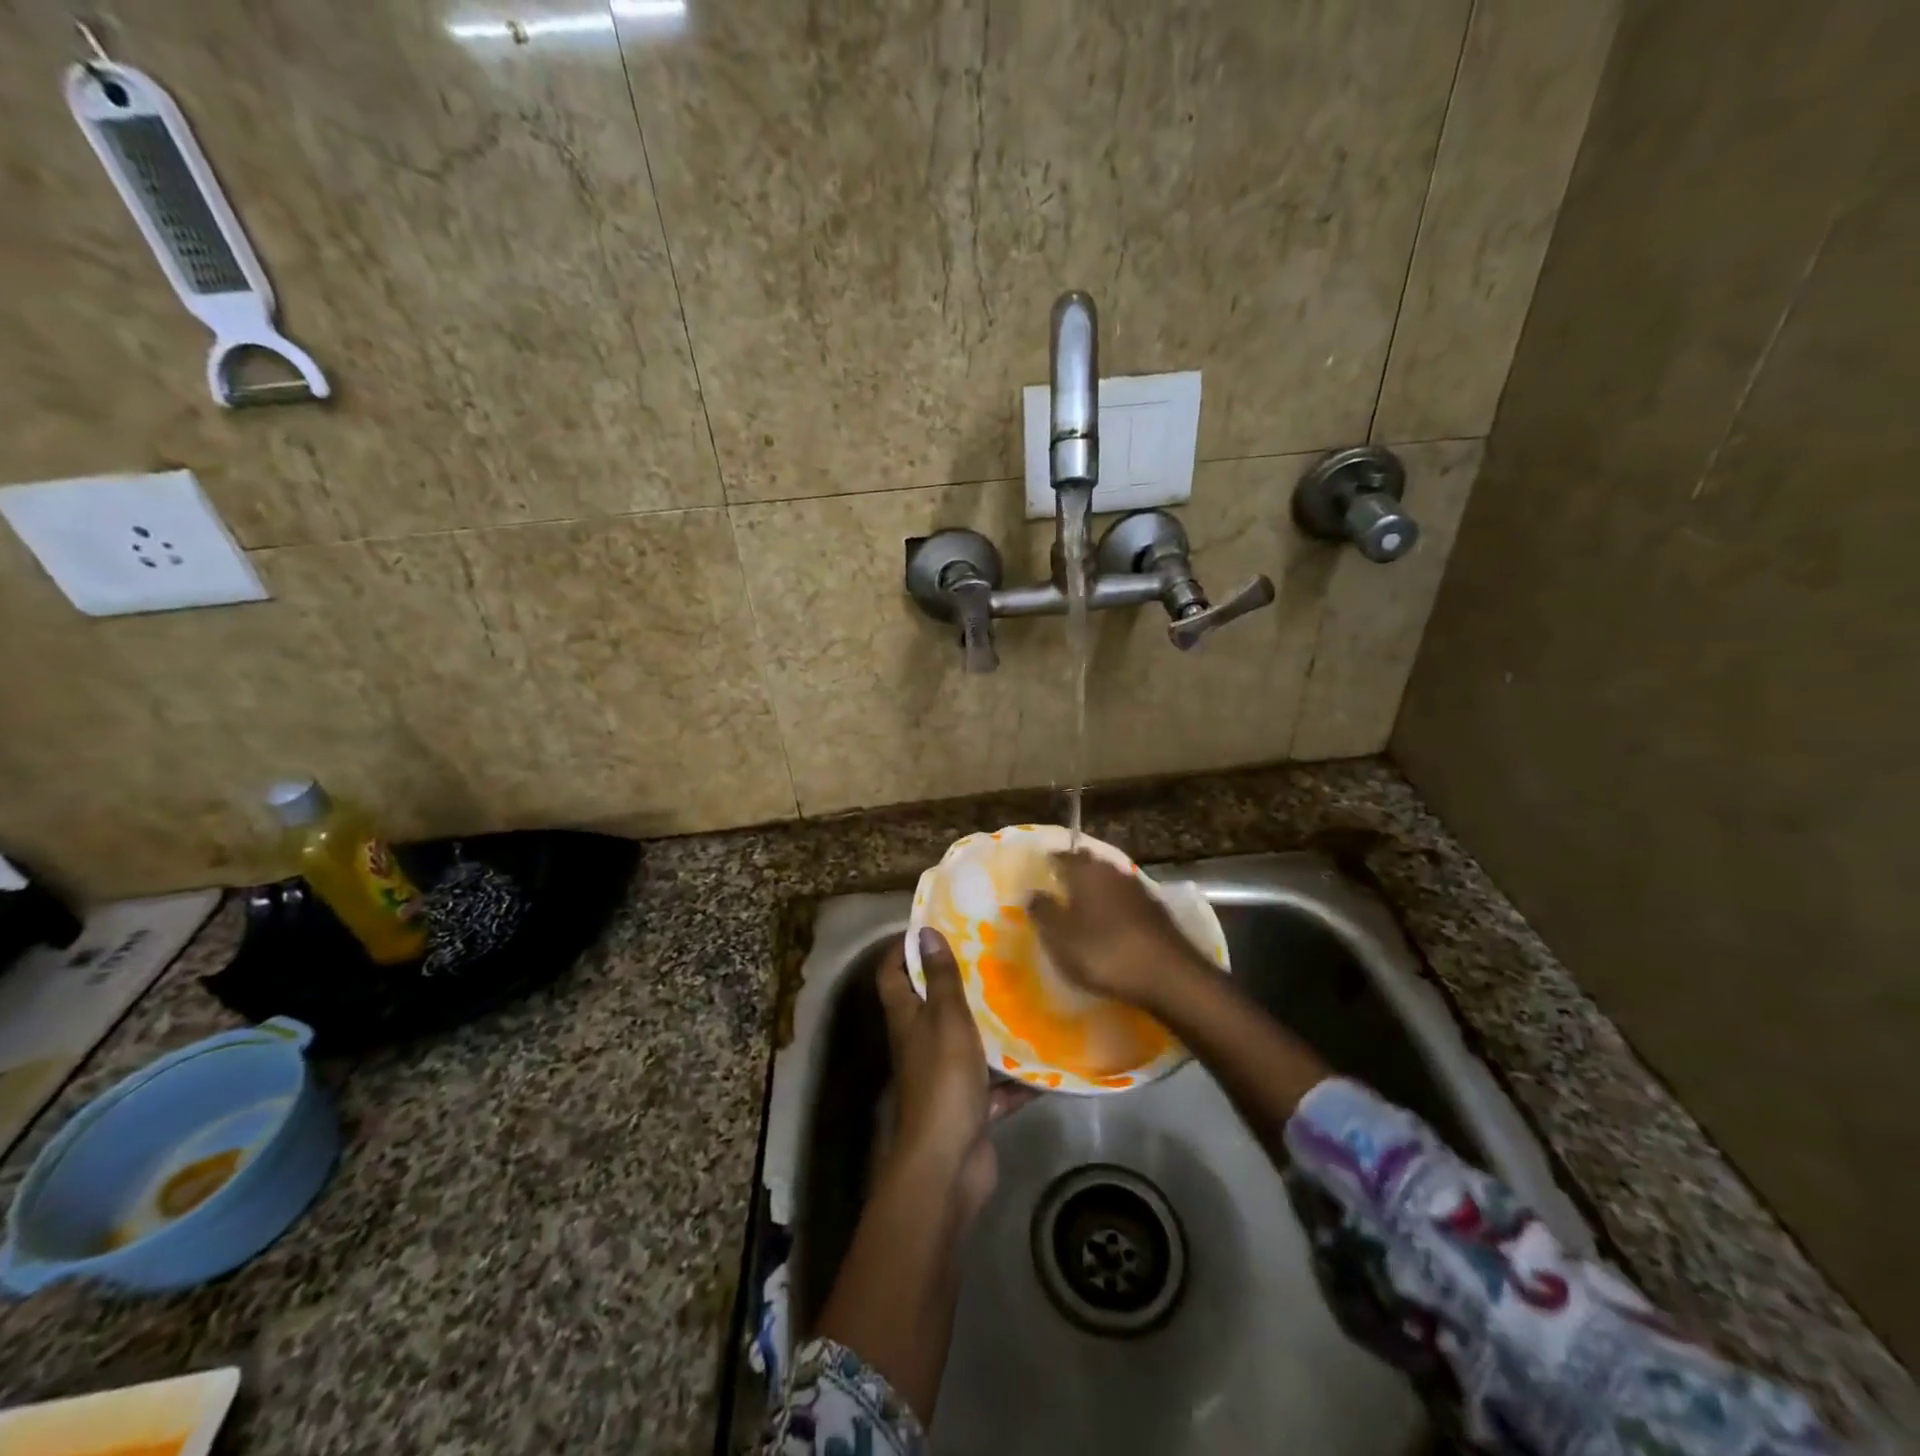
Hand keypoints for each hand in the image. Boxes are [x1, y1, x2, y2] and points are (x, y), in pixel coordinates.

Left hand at [877, 929, 1033, 1220]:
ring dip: (991, 1027)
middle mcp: (921, 1043)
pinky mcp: (970, 1106)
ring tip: (1025, 996)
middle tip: (994, 955)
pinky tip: (1045, 1056)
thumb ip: (940, 978)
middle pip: (933, 1005)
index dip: (904, 947)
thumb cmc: (942, 1080)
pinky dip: (1016, 1076)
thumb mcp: (945, 1019)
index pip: (892, 972)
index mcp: (907, 1018)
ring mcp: (945, 1077)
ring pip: (968, 1042)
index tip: (936, 926)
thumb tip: (924, 931)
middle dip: (959, 982)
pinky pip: (995, 1084)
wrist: (947, 1165)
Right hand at [1028, 851, 1211, 1011]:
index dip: (1051, 861)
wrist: (1168, 974)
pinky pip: (1127, 899)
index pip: (1064, 856)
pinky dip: (1115, 905)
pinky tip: (1112, 922)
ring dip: (1097, 887)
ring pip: (1110, 880)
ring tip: (1084, 904)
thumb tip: (1032, 892)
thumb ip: (1043, 912)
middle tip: (1061, 884)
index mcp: (1086, 872)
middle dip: (1076, 870)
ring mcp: (1139, 889)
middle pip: (1090, 864)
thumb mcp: (1060, 937)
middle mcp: (1113, 872)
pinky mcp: (1157, 910)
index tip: (1042, 868)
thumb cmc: (1104, 952)